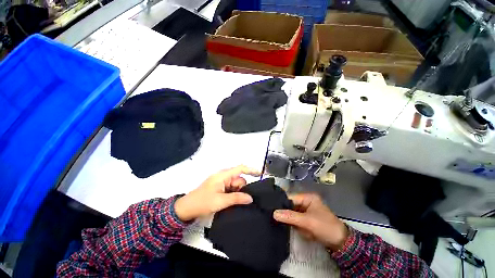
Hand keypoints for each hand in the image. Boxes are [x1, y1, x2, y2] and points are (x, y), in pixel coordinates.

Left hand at [174, 165, 260, 220]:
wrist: (186, 209)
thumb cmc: (202, 202)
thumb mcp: (221, 201)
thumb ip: (236, 198)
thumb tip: (250, 198)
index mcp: (223, 175)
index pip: (240, 168)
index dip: (251, 170)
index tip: (261, 174)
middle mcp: (223, 176)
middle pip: (239, 179)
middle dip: (242, 188)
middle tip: (239, 200)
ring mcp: (221, 182)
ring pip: (236, 185)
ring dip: (237, 193)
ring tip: (231, 203)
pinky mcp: (220, 187)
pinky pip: (231, 189)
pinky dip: (234, 194)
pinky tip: (231, 202)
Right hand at [273, 193, 348, 251]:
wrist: (341, 243)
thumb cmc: (325, 227)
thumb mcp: (307, 221)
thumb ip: (290, 216)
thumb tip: (274, 213)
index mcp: (308, 197)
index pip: (291, 198)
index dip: (282, 203)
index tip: (273, 210)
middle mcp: (306, 202)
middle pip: (291, 206)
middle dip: (288, 215)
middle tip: (281, 220)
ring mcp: (307, 211)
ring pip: (293, 214)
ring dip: (293, 222)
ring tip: (297, 227)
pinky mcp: (307, 220)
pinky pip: (297, 221)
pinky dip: (297, 226)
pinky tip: (301, 231)